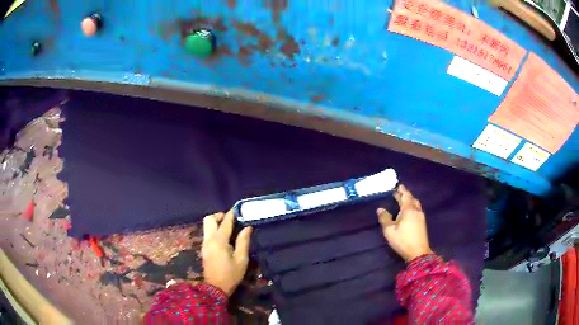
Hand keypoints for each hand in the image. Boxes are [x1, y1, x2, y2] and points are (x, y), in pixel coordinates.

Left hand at [202, 210, 252, 295]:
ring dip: (216, 222)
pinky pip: (207, 233)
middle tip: (231, 220)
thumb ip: (243, 242)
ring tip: (229, 228)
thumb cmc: (231, 275)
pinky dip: (214, 229)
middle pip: (209, 219)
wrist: (215, 288)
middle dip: (219, 216)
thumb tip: (247, 227)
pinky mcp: (204, 248)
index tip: (238, 209)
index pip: (225, 222)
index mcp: (219, 241)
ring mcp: (204, 244)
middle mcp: (209, 239)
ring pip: (206, 225)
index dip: (231, 214)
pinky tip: (224, 237)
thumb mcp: (241, 259)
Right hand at [377, 185, 432, 262]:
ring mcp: (421, 217)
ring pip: (416, 204)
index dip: (402, 190)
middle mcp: (416, 210)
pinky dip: (412, 206)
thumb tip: (380, 209)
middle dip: (405, 195)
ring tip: (403, 200)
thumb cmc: (402, 240)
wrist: (418, 252)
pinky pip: (417, 209)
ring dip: (410, 200)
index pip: (406, 196)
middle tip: (399, 192)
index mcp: (408, 209)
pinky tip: (409, 211)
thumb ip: (385, 218)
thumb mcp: (389, 230)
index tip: (398, 186)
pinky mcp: (422, 223)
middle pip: (412, 199)